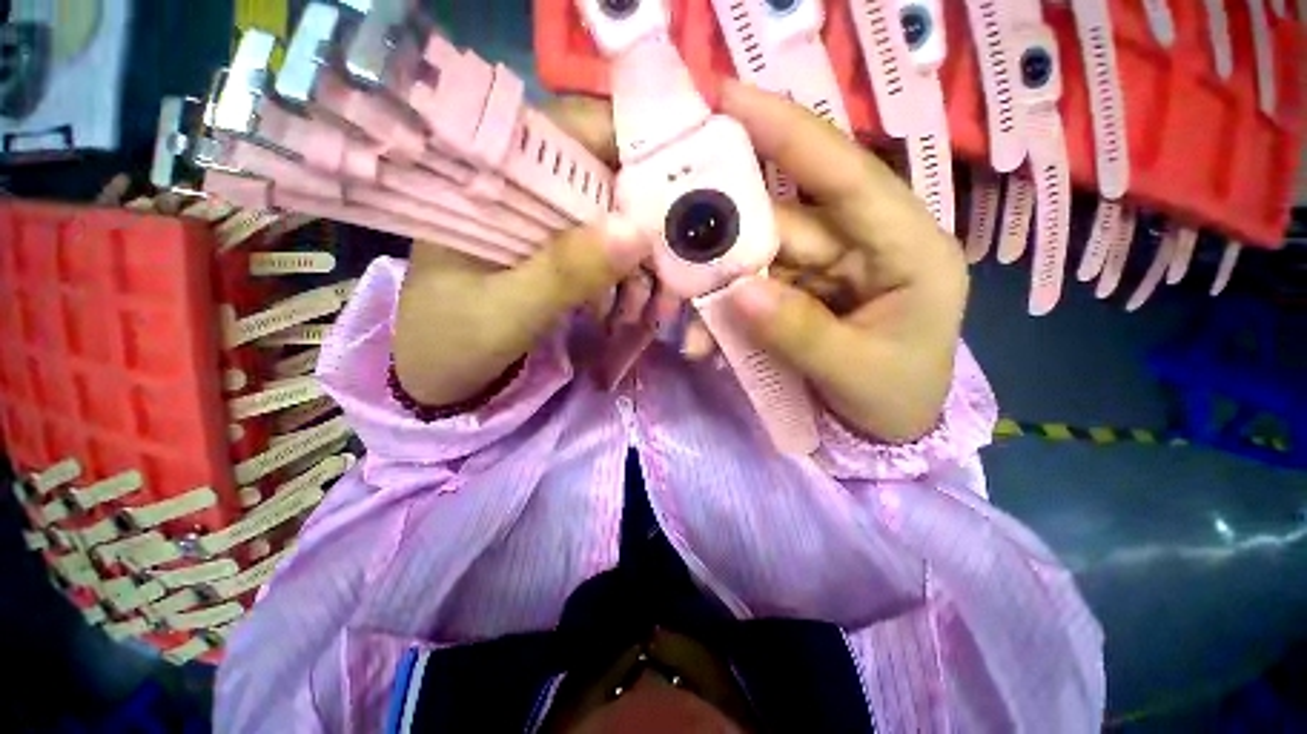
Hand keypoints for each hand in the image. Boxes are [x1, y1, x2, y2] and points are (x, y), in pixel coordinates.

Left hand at [393, 99, 648, 406]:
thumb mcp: (507, 311)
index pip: (570, 132)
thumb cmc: (451, 342)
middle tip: (669, 270)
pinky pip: (604, 251)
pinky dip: (626, 278)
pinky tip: (628, 309)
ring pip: (611, 218)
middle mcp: (520, 187)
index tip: (674, 192)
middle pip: (603, 175)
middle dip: (644, 222)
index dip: (630, 147)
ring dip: (639, 260)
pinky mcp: (553, 251)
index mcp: (489, 178)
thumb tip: (637, 230)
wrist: (434, 374)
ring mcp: (540, 221)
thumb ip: (564, 272)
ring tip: (645, 309)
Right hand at [718, 81, 968, 442]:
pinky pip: (753, 290)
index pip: (845, 174)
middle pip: (782, 221)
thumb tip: (738, 290)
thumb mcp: (854, 372)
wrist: (888, 435)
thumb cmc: (896, 401)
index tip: (727, 98)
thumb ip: (798, 331)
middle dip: (724, 235)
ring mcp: (825, 270)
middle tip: (669, 237)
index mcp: (906, 248)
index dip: (787, 132)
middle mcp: (862, 245)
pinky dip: (725, 313)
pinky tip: (706, 343)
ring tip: (683, 318)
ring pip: (757, 259)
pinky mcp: (799, 293)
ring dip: (716, 288)